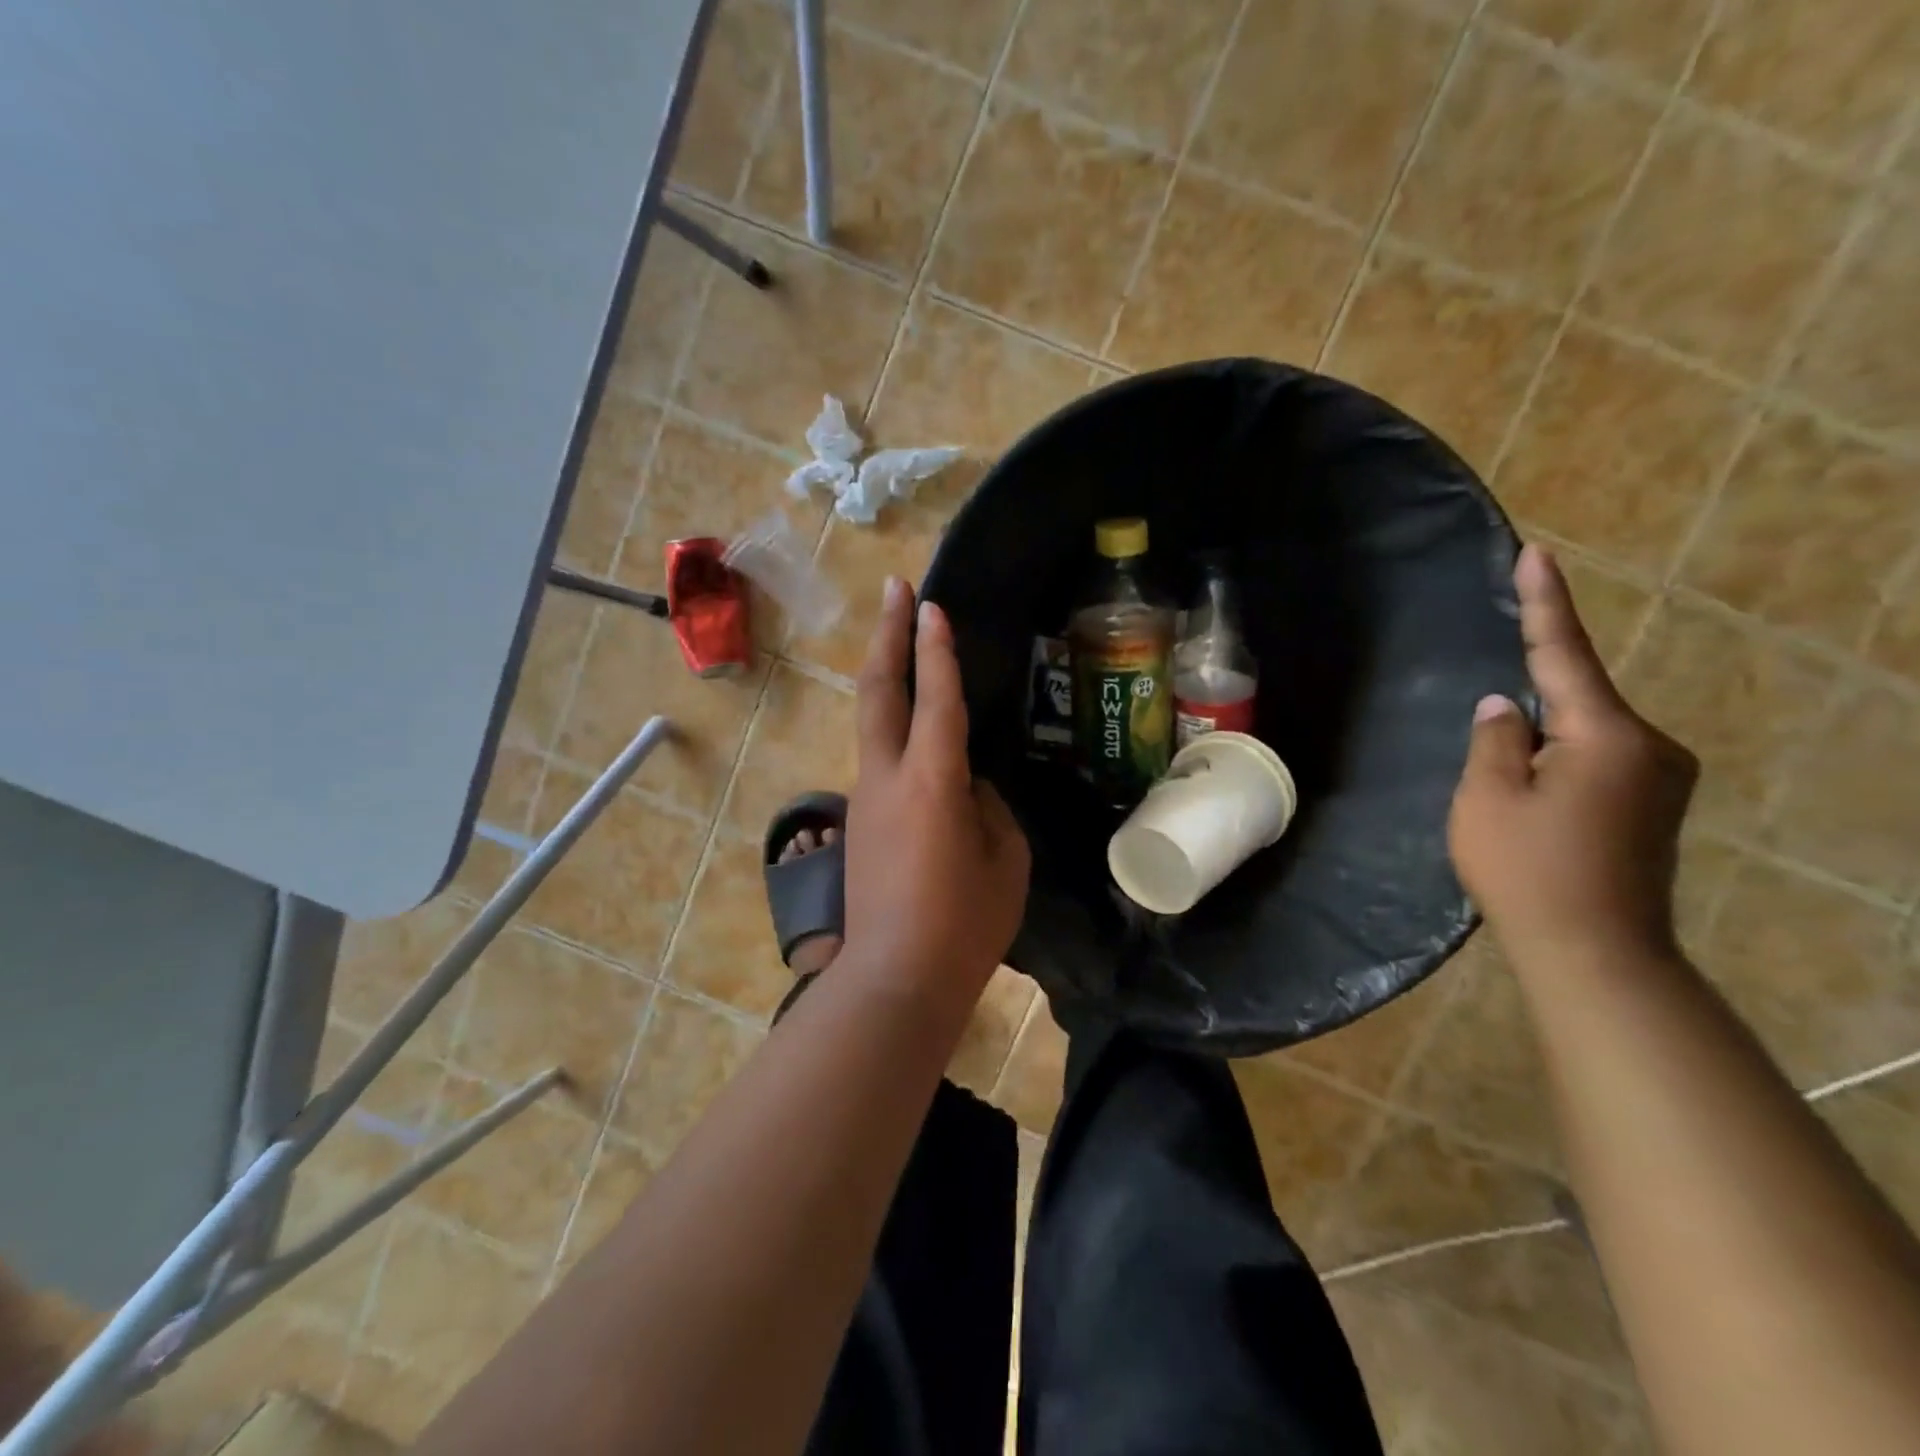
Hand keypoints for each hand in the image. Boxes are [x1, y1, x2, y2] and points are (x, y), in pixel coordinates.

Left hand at [842, 577, 1030, 1008]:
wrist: (894, 978)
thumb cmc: (964, 923)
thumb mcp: (1004, 859)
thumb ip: (987, 808)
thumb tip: (966, 786)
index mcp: (931, 781)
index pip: (935, 698)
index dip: (934, 648)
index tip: (930, 604)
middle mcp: (888, 776)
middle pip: (879, 690)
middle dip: (887, 634)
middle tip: (894, 589)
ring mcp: (865, 798)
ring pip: (872, 721)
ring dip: (886, 677)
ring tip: (901, 646)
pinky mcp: (859, 822)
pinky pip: (879, 758)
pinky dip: (893, 727)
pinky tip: (913, 733)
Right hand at [1449, 545, 1698, 967]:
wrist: (1595, 953)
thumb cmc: (1528, 870)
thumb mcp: (1486, 797)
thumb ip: (1493, 738)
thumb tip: (1505, 706)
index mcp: (1608, 737)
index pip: (1564, 654)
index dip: (1545, 603)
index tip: (1536, 554)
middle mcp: (1650, 747)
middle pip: (1574, 702)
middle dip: (1527, 714)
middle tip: (1492, 773)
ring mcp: (1659, 778)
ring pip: (1582, 735)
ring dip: (1539, 748)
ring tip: (1508, 802)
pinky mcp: (1653, 806)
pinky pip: (1595, 760)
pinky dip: (1557, 766)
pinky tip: (1532, 805)